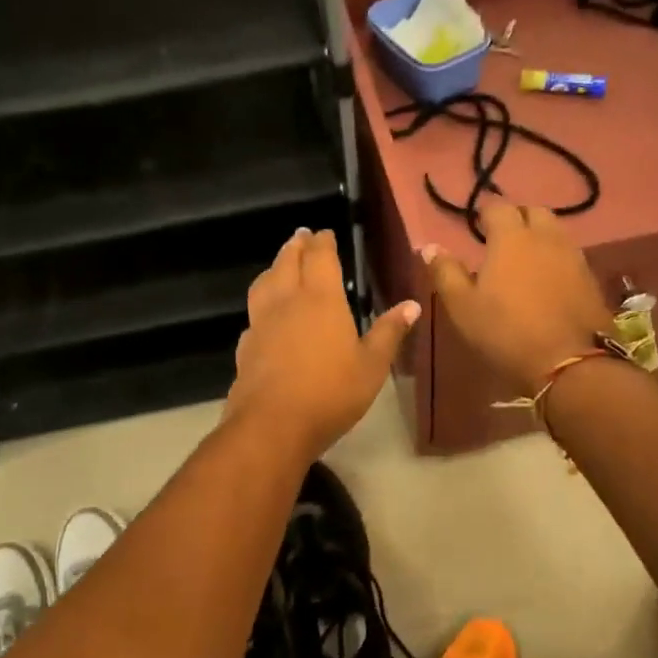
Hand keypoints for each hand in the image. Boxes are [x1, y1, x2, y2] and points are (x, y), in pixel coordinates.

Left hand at [224, 229, 419, 459]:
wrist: (272, 424)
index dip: (323, 242)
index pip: (320, 257)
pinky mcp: (246, 345)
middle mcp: (287, 301)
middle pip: (287, 262)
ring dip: (274, 267)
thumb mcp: (371, 366)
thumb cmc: (330, 392)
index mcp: (320, 299)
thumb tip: (412, 305)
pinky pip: (254, 312)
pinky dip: (262, 301)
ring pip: (264, 282)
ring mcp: (261, 322)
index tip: (325, 233)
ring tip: (281, 264)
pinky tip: (267, 314)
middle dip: (296, 246)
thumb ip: (389, 333)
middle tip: (302, 236)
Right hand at [423, 204, 613, 394]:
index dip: (485, 215)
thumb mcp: (462, 306)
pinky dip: (556, 259)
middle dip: (517, 219)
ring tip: (524, 260)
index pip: (498, 208)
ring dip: (539, 238)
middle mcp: (546, 238)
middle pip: (534, 212)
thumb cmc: (506, 331)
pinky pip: (570, 256)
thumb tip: (430, 247)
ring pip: (555, 233)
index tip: (477, 229)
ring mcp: (574, 257)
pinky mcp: (591, 279)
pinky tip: (547, 281)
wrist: (570, 363)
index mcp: (512, 238)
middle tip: (501, 241)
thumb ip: (445, 272)